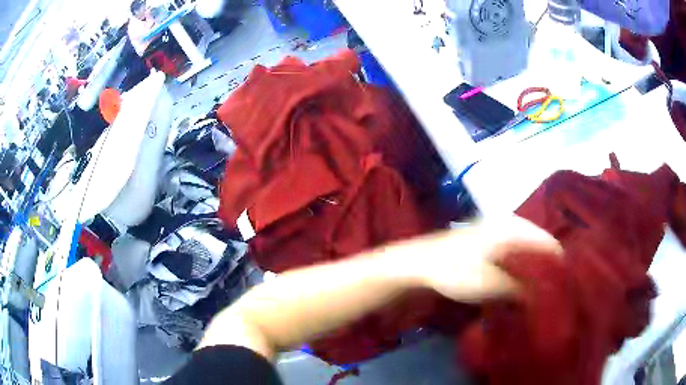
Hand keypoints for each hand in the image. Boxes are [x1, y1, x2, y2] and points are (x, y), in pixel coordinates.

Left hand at [412, 216, 562, 302]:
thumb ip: (523, 288)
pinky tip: (517, 280)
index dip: (557, 267)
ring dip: (531, 268)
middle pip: (539, 245)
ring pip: (526, 249)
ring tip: (535, 290)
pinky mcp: (488, 239)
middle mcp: (510, 222)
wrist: (420, 263)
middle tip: (548, 292)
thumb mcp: (493, 285)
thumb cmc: (457, 272)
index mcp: (515, 228)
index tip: (560, 288)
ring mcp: (498, 229)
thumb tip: (547, 293)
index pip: (550, 244)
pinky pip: (513, 251)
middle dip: (545, 268)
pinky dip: (519, 265)